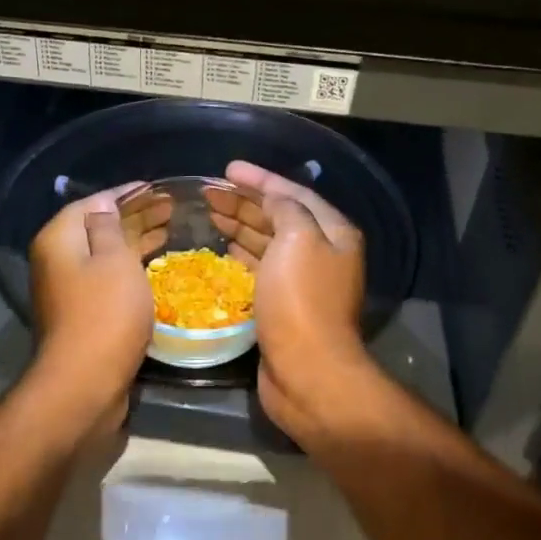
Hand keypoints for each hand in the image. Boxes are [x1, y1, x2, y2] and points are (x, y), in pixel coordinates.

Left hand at [27, 184, 168, 425]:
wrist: (85, 382)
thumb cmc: (104, 313)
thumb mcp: (113, 259)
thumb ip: (109, 226)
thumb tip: (105, 205)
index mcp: (59, 239)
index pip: (93, 203)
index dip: (125, 194)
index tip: (156, 188)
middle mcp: (58, 261)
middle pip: (98, 228)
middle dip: (135, 217)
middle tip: (171, 209)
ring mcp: (69, 290)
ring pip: (106, 256)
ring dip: (136, 242)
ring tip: (170, 232)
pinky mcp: (84, 315)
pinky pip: (109, 280)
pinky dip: (132, 269)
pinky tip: (156, 268)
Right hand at [207, 161, 380, 444]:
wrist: (306, 370)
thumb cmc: (301, 300)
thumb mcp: (297, 240)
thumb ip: (286, 209)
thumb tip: (274, 199)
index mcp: (332, 233)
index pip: (294, 194)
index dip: (260, 179)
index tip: (227, 169)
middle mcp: (321, 253)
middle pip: (279, 217)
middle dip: (245, 202)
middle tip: (208, 193)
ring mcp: (302, 282)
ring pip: (267, 243)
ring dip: (240, 226)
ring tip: (209, 215)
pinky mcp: (283, 306)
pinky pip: (260, 270)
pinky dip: (241, 255)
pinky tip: (223, 250)